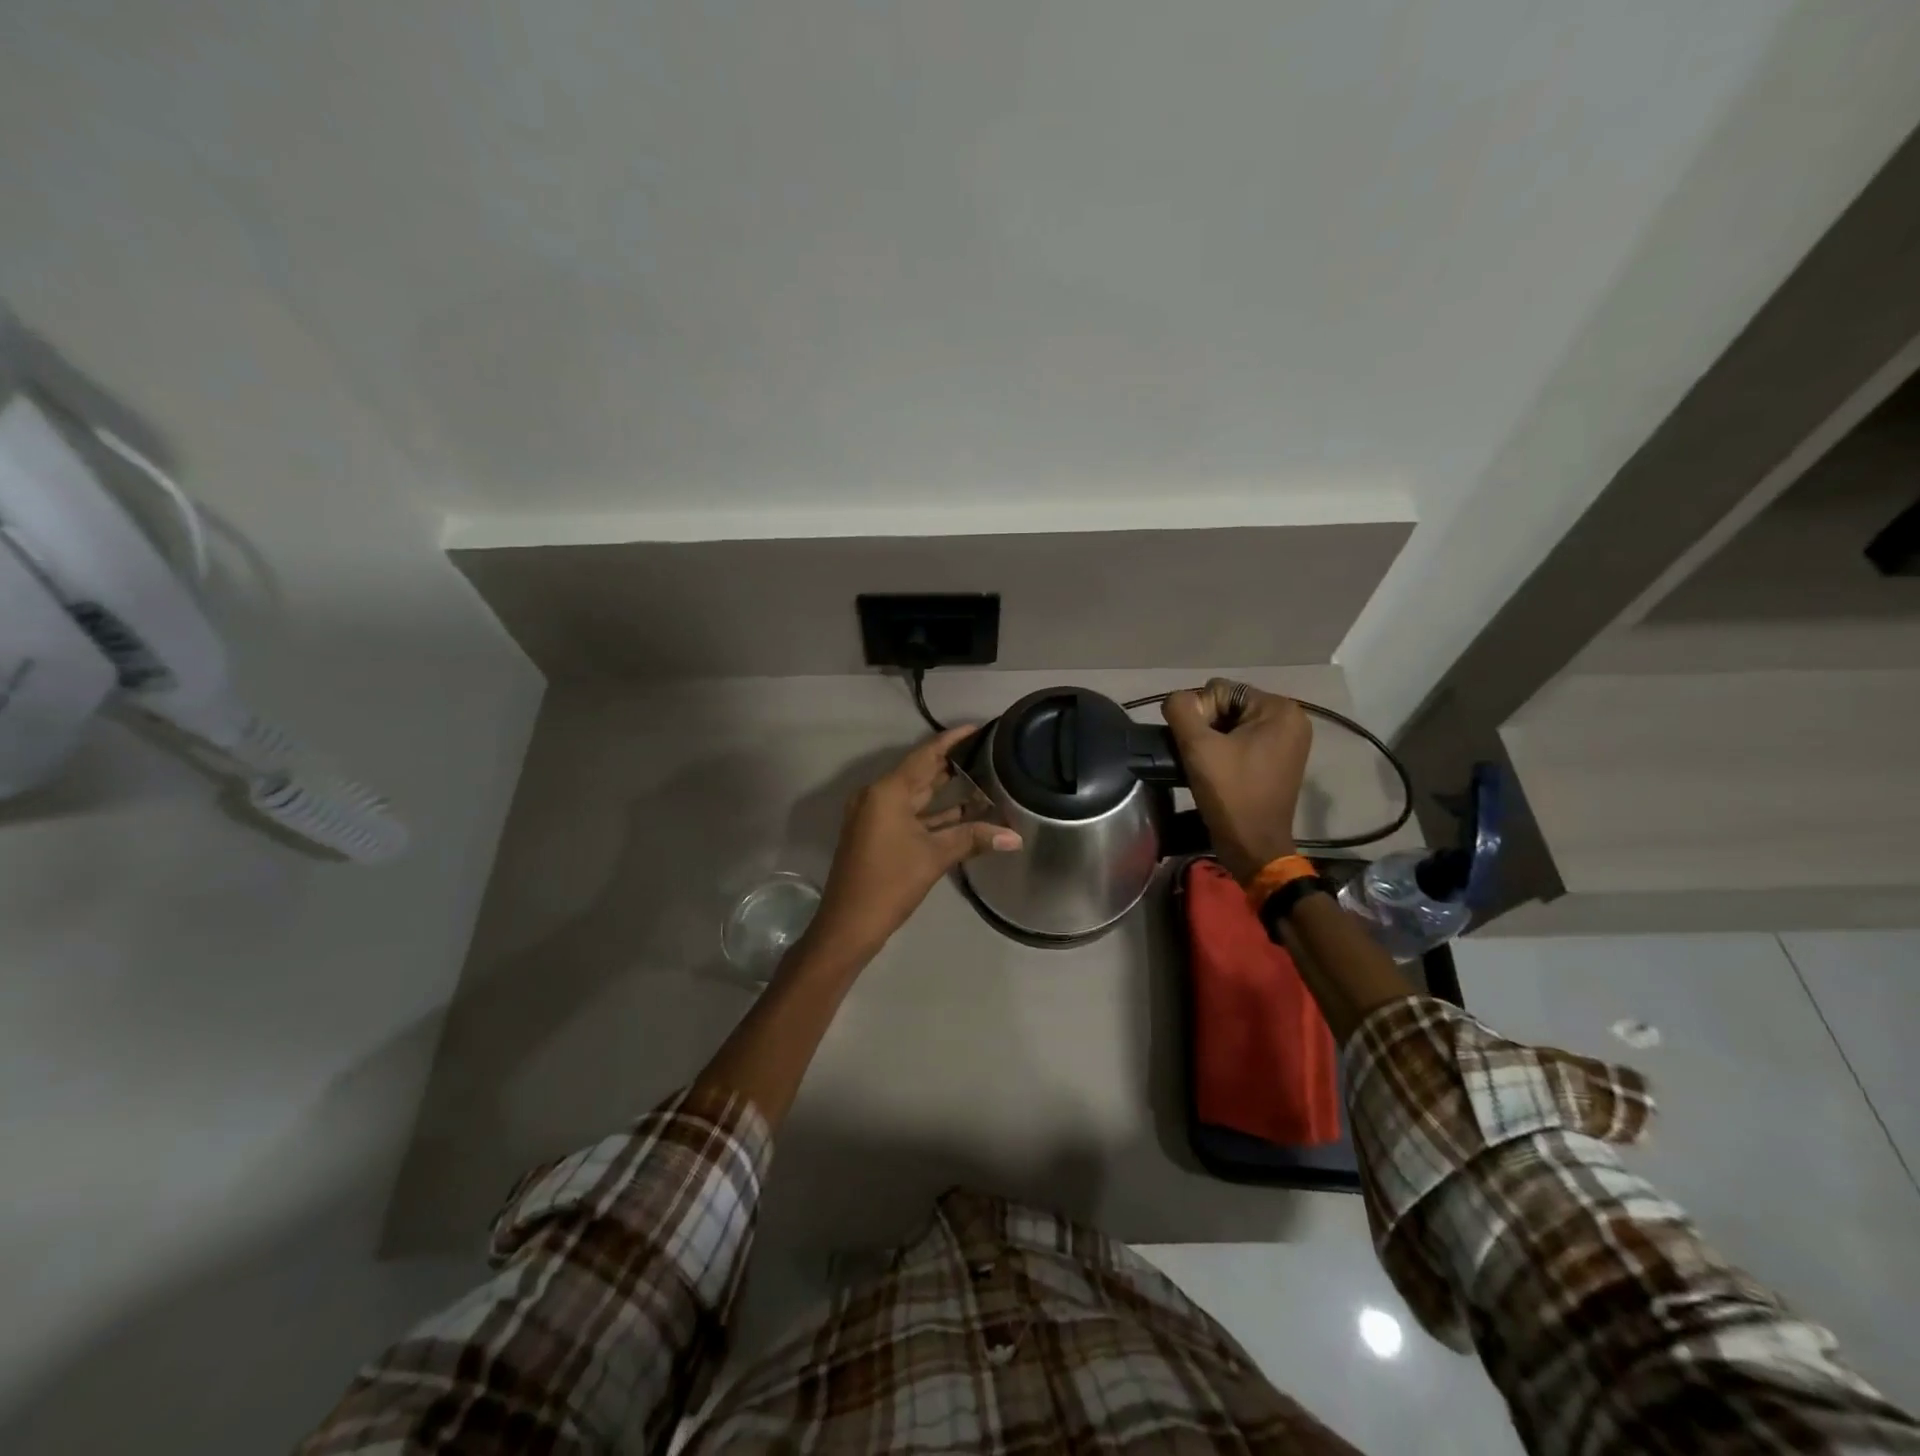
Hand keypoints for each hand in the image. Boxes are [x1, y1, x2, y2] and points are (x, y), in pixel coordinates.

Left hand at [808, 726, 1022, 960]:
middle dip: (952, 765)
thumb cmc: (890, 883)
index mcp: (887, 792)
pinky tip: (963, 815)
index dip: (951, 741)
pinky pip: (910, 815)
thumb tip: (1015, 838)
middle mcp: (878, 796)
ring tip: (983, 780)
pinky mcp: (877, 835)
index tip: (977, 728)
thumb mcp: (934, 857)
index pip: (925, 755)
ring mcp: (875, 816)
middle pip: (920, 773)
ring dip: (945, 792)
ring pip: (916, 796)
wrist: (848, 925)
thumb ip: (974, 839)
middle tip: (988, 753)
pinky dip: (933, 814)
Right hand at [1162, 679, 1311, 883]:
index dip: (1199, 716)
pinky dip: (1225, 751)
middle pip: (1227, 705)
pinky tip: (1218, 771)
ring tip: (1208, 767)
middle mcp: (1291, 718)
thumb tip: (1177, 700)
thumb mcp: (1198, 747)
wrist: (1253, 846)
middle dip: (1207, 728)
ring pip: (1231, 723)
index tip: (1200, 749)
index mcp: (1280, 709)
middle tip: (1202, 759)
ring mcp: (1288, 740)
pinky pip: (1242, 740)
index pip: (1219, 690)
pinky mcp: (1279, 759)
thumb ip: (1181, 710)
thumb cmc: (1231, 794)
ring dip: (1213, 741)